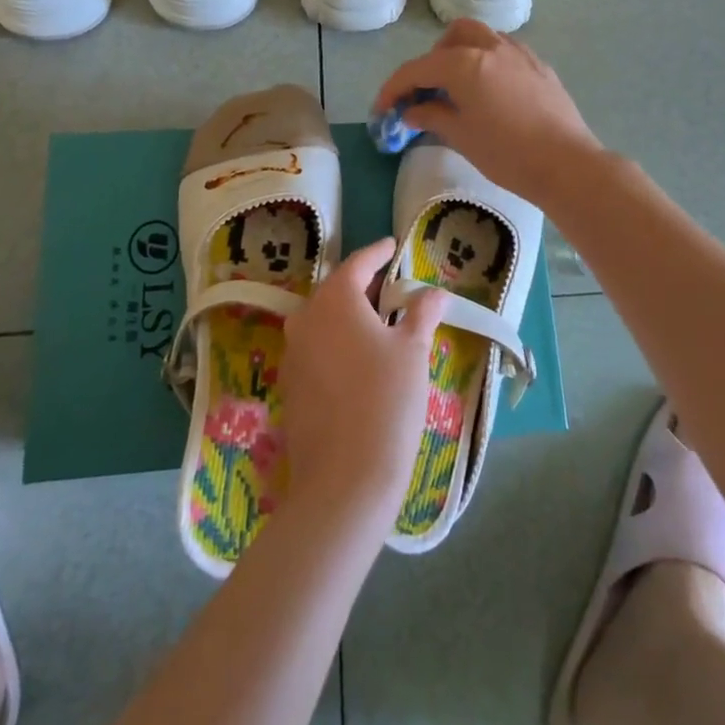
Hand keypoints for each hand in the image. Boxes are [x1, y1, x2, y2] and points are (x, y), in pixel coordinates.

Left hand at [282, 238, 447, 535]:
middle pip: (335, 289)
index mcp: (335, 299)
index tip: (392, 245)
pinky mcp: (289, 384)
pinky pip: (314, 347)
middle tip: (388, 286)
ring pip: (321, 319)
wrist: (344, 479)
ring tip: (375, 322)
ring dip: (346, 314)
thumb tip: (435, 292)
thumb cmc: (386, 401)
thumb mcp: (413, 351)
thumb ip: (422, 313)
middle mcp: (306, 317)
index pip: (358, 264)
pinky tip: (356, 359)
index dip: (378, 253)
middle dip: (361, 284)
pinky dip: (335, 342)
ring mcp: (293, 352)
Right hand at [372, 20, 602, 206]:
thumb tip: (411, 110)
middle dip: (432, 60)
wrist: (567, 164)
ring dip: (462, 55)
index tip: (382, 109)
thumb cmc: (507, 154)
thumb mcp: (461, 137)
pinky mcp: (540, 66)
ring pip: (482, 37)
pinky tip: (491, 93)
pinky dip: (487, 62)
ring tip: (459, 89)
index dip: (393, 88)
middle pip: (452, 37)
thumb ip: (431, 116)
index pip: (417, 69)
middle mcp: (491, 48)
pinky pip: (505, 52)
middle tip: (427, 92)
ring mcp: (519, 54)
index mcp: (464, 63)